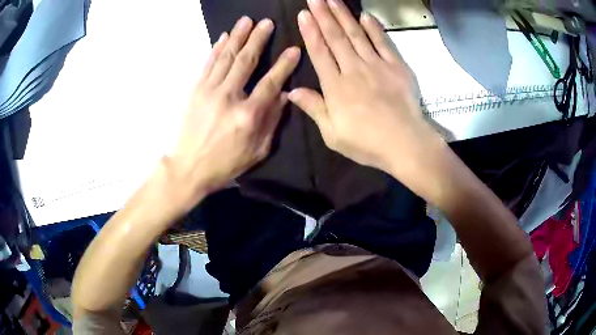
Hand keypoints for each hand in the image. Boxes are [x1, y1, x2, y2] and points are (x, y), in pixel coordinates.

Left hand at [166, 16, 300, 206]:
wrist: (187, 168)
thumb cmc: (225, 164)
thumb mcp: (257, 150)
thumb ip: (272, 121)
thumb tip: (285, 96)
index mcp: (248, 115)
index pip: (271, 82)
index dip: (284, 65)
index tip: (294, 49)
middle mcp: (229, 97)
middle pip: (246, 61)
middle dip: (258, 38)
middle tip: (267, 22)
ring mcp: (209, 91)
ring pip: (226, 57)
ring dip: (238, 36)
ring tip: (246, 20)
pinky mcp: (196, 90)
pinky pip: (208, 64)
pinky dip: (216, 48)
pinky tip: (224, 36)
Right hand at [289, 0, 441, 180]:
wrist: (405, 143)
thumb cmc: (366, 143)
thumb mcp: (332, 134)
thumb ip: (314, 108)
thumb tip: (291, 91)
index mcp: (336, 86)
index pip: (319, 52)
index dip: (310, 31)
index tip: (303, 14)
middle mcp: (354, 70)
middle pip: (336, 38)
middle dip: (323, 15)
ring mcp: (377, 66)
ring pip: (356, 35)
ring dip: (343, 15)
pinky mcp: (396, 67)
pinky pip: (383, 43)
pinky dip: (374, 28)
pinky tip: (365, 15)